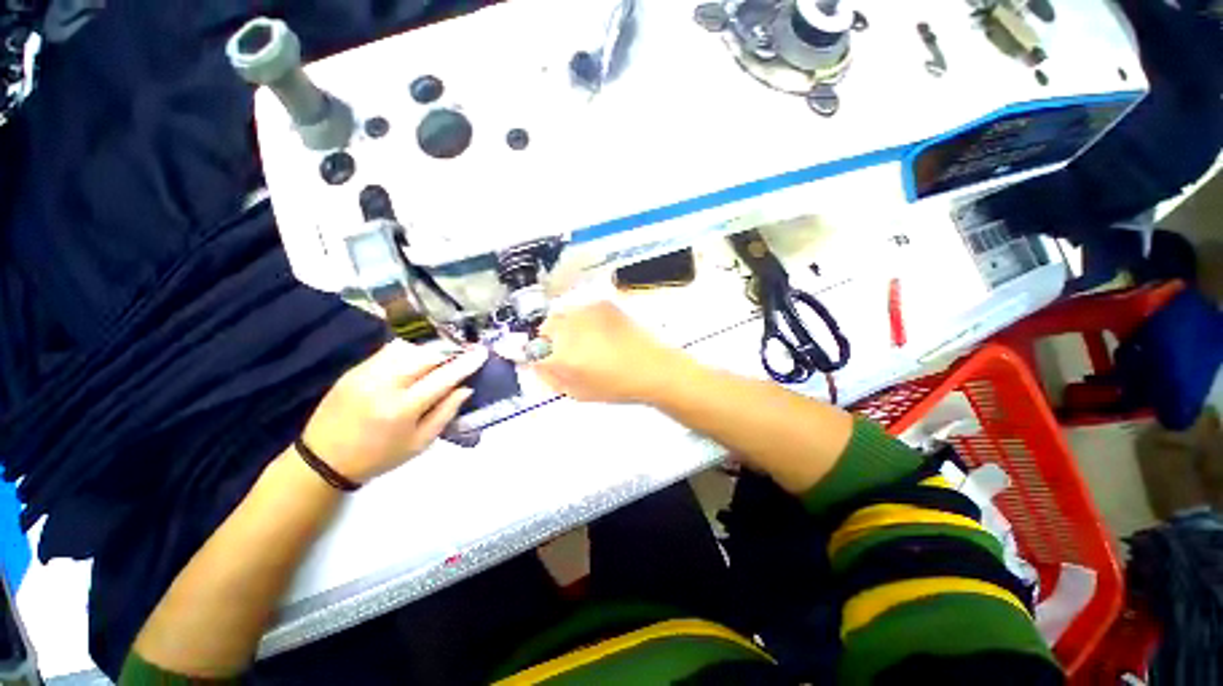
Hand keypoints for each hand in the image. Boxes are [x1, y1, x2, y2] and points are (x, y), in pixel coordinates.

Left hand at [300, 341, 488, 483]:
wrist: (323, 459)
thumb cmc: (379, 456)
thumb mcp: (420, 443)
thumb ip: (446, 412)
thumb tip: (466, 388)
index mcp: (402, 409)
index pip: (443, 377)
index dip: (466, 363)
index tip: (482, 353)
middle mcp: (384, 385)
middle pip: (426, 355)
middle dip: (450, 351)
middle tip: (463, 353)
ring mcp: (366, 373)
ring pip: (408, 347)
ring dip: (430, 349)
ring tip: (441, 356)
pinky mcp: (354, 369)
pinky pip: (389, 350)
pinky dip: (410, 350)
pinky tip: (416, 358)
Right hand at [533, 301, 688, 403]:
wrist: (653, 368)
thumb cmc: (618, 385)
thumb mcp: (577, 391)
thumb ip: (550, 376)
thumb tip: (536, 363)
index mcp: (563, 355)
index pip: (532, 349)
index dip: (535, 355)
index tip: (542, 359)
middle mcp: (572, 327)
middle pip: (546, 327)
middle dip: (550, 339)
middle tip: (567, 352)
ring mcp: (588, 311)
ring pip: (563, 316)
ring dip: (566, 328)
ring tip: (587, 342)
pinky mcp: (603, 303)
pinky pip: (581, 310)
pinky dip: (583, 320)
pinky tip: (600, 333)